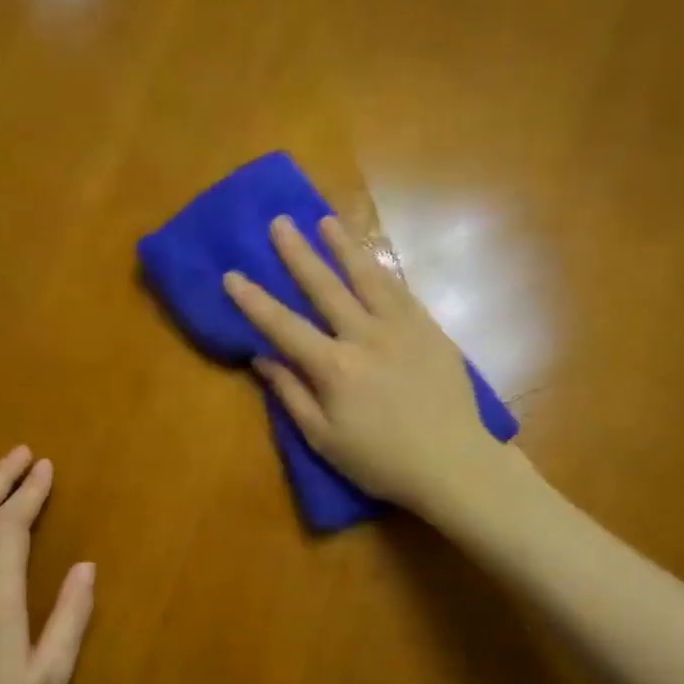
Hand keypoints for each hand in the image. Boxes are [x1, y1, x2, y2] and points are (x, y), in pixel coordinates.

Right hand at [222, 215, 511, 520]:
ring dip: (344, 247)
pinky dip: (382, 270)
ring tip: (325, 221)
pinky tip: (371, 257)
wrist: (452, 463)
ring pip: (368, 277)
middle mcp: (366, 336)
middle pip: (325, 288)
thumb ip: (291, 394)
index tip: (231, 275)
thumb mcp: (324, 439)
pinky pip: (402, 291)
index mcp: (334, 367)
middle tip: (279, 223)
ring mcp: (403, 328)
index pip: (284, 326)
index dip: (254, 301)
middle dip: (298, 254)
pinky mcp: (430, 330)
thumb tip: (261, 358)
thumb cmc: (380, 461)